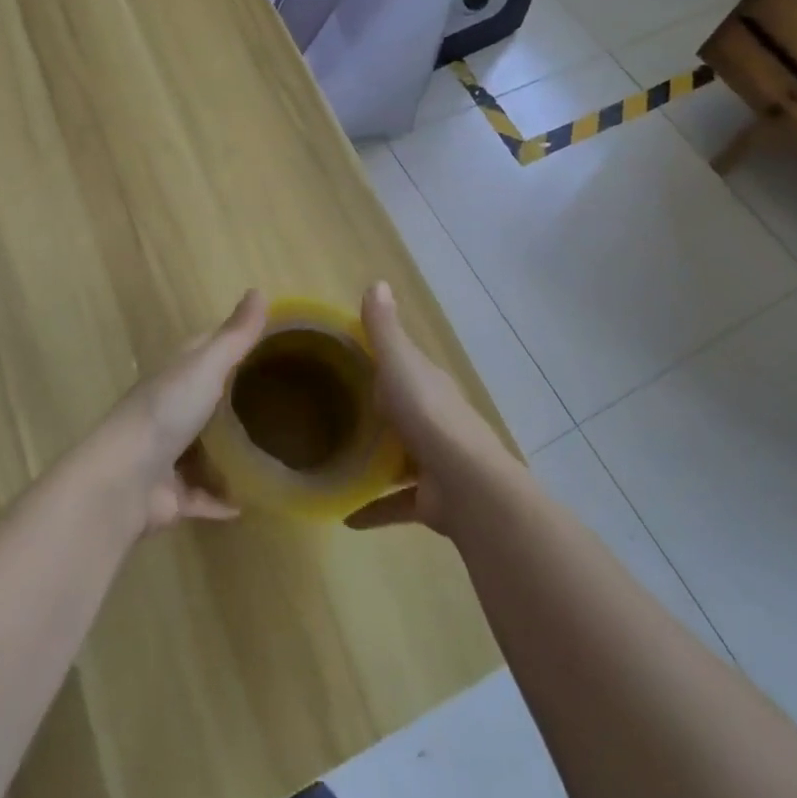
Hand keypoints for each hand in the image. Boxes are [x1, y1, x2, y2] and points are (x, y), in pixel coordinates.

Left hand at [98, 289, 266, 532]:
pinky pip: (203, 496)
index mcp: (176, 374)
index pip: (206, 349)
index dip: (233, 344)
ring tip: (272, 452)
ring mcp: (169, 454)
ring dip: (230, 454)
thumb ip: (235, 335)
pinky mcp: (172, 496)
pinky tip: (249, 504)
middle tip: (283, 402)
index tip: (269, 344)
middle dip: (237, 400)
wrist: (123, 480)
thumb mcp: (206, 365)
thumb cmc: (166, 411)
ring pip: (206, 450)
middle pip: (208, 400)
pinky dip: (222, 499)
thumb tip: (260, 290)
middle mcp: (171, 410)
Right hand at [345, 282, 516, 535]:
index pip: (402, 363)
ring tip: (334, 460)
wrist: (466, 485)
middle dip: (375, 409)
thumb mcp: (399, 365)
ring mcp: (433, 460)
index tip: (343, 356)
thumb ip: (384, 330)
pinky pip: (395, 502)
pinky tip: (345, 515)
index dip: (379, 357)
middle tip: (330, 411)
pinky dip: (373, 508)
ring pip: (399, 455)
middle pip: (400, 409)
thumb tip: (377, 282)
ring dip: (374, 458)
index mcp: (426, 383)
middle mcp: (432, 418)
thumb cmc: (428, 415)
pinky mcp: (429, 499)